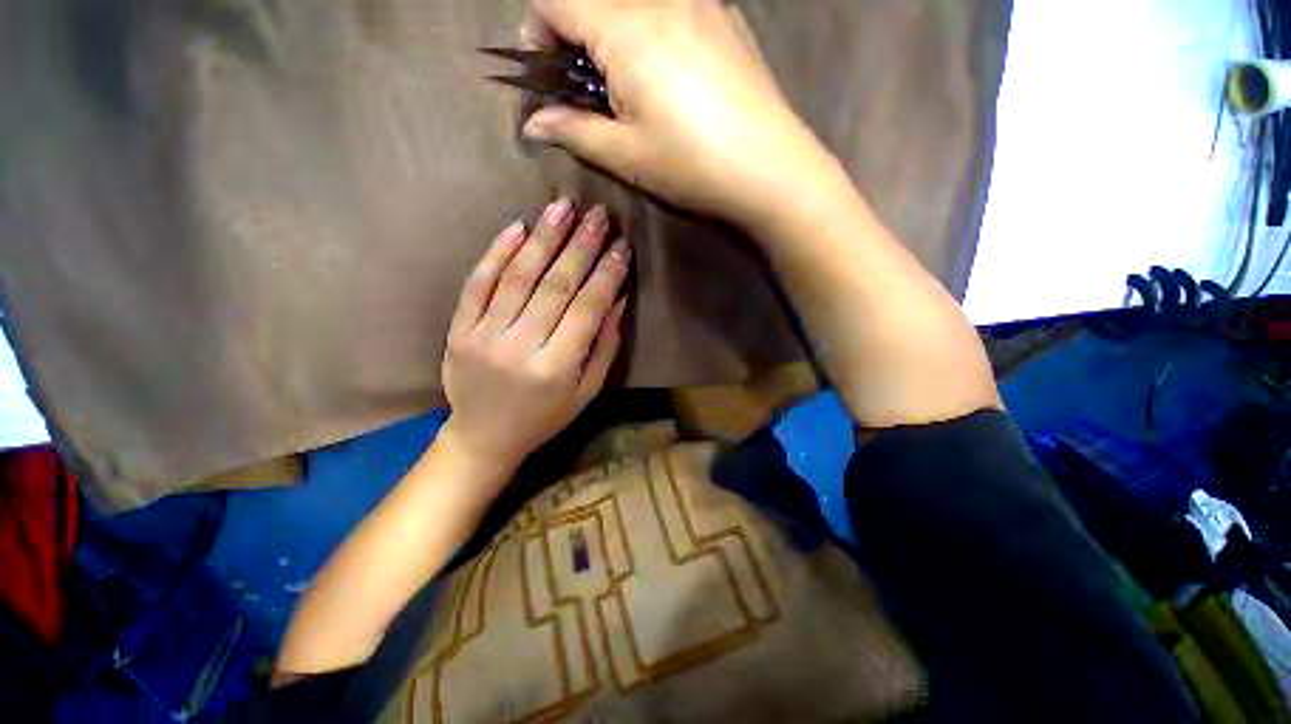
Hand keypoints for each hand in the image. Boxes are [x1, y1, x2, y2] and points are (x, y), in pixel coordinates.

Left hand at [440, 198, 629, 473]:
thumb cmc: (545, 417)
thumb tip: (619, 299)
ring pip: (517, 276)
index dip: (607, 274)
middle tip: (599, 214)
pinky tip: (517, 227)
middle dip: (581, 246)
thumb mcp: (587, 391)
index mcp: (555, 369)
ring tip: (563, 206)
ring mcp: (483, 336)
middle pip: (554, 285)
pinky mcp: (459, 330)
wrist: (485, 436)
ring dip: (543, 237)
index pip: (587, 308)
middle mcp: (519, 347)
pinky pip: (477, 284)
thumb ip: (604, 346)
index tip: (623, 245)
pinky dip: (497, 253)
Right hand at [521, 0, 831, 226]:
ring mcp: (700, 2)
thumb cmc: (691, 165)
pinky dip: (651, 32)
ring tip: (632, 89)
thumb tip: (533, 123)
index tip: (550, 77)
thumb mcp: (625, 155)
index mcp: (626, 27)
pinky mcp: (726, 18)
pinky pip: (672, 9)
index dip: (537, 33)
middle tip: (590, 90)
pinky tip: (670, 78)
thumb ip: (573, 131)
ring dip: (615, 35)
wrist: (770, 168)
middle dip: (576, 36)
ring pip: (633, 4)